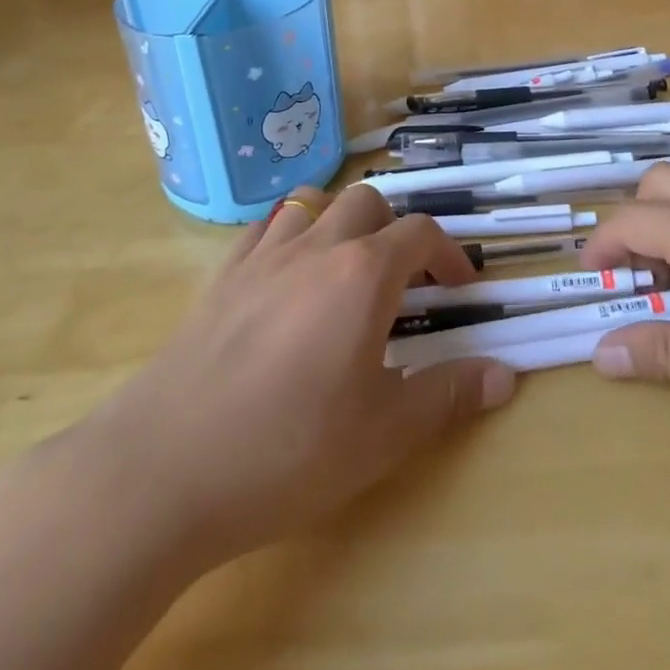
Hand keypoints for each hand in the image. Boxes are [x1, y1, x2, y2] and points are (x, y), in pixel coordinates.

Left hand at [78, 185, 516, 572]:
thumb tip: (505, 376)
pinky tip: (285, 278)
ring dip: (340, 222)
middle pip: (368, 202)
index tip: (459, 288)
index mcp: (362, 274)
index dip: (449, 253)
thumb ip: (448, 395)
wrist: (164, 468)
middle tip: (403, 280)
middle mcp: (316, 247)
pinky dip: (288, 236)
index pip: (421, 232)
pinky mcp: (221, 276)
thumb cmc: (287, 450)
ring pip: (313, 203)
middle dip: (395, 228)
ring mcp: (262, 256)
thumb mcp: (384, 434)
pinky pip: (264, 229)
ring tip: (345, 269)